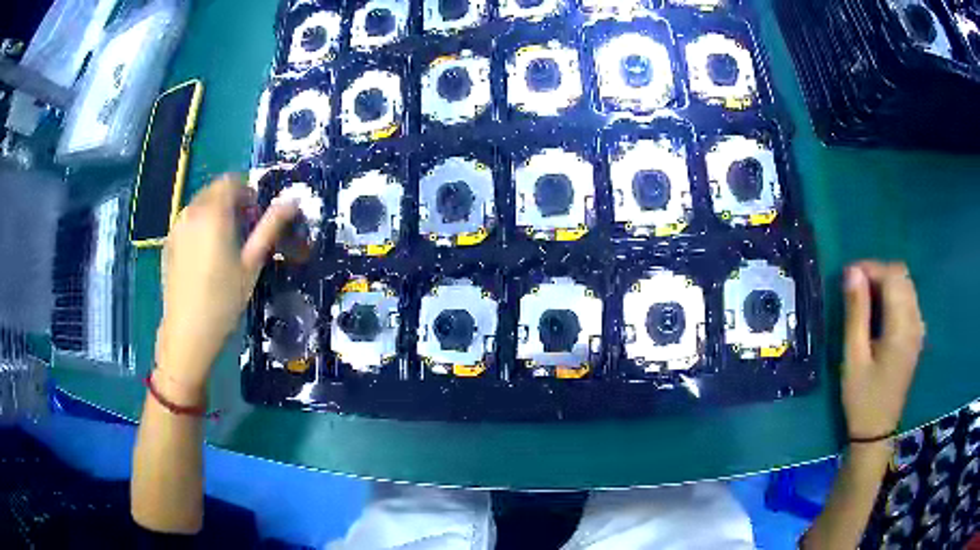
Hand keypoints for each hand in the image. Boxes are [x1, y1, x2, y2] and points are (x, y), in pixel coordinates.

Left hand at [156, 175, 297, 394]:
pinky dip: (199, 226)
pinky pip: (187, 222)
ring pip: (199, 205)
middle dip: (230, 200)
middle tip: (243, 226)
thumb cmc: (224, 299)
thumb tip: (292, 201)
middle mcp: (191, 213)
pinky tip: (205, 255)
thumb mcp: (251, 264)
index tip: (255, 211)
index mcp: (213, 213)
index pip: (230, 181)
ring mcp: (176, 228)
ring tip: (224, 241)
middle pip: (213, 190)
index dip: (246, 190)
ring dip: (214, 212)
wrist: (187, 332)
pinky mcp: (168, 244)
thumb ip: (270, 227)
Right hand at [841, 261, 925, 439]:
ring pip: (906, 285)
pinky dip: (894, 295)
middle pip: (902, 276)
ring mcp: (918, 329)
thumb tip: (852, 271)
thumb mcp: (853, 357)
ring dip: (886, 283)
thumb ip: (856, 312)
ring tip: (865, 299)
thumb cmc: (862, 398)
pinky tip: (881, 312)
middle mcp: (915, 322)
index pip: (892, 276)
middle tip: (855, 288)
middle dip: (878, 273)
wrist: (876, 432)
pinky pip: (909, 300)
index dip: (870, 268)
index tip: (848, 277)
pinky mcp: (916, 336)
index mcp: (901, 327)